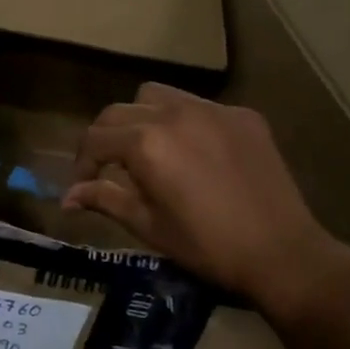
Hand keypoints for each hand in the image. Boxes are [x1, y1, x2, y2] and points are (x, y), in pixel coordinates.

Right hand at [63, 83, 349, 315]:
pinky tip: (195, 151)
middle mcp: (174, 114)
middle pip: (120, 111)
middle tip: (108, 167)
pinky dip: (183, 121)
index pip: (95, 138)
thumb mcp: (149, 226)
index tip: (83, 184)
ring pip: (156, 95)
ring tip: (149, 148)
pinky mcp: (242, 115)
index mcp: (146, 143)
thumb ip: (105, 200)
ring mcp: (211, 110)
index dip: (82, 162)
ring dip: (141, 116)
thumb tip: (67, 198)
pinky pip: (198, 105)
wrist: (283, 254)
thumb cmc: (207, 247)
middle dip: (105, 137)